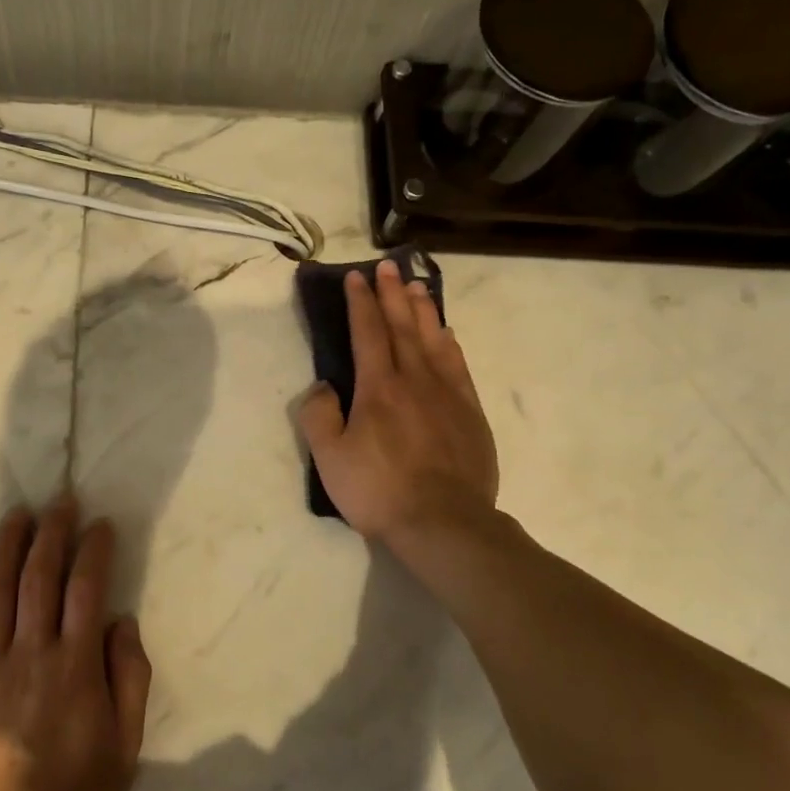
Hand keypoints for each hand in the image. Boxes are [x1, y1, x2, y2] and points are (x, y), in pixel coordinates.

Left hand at [0, 499, 152, 790]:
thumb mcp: (125, 744)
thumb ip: (130, 678)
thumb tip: (121, 620)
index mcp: (77, 665)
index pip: (87, 589)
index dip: (94, 550)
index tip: (99, 524)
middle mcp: (33, 652)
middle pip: (42, 578)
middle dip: (53, 534)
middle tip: (60, 502)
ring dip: (9, 547)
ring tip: (18, 514)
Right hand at [297, 260, 498, 547]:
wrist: (444, 523)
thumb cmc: (379, 491)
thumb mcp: (330, 459)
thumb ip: (319, 416)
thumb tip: (324, 386)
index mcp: (378, 388)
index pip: (368, 333)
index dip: (361, 303)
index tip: (356, 277)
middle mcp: (415, 380)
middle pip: (403, 327)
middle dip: (392, 295)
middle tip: (388, 267)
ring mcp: (448, 395)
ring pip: (434, 340)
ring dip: (423, 311)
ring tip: (417, 287)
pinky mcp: (471, 414)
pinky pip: (459, 367)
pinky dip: (450, 344)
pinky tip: (447, 335)